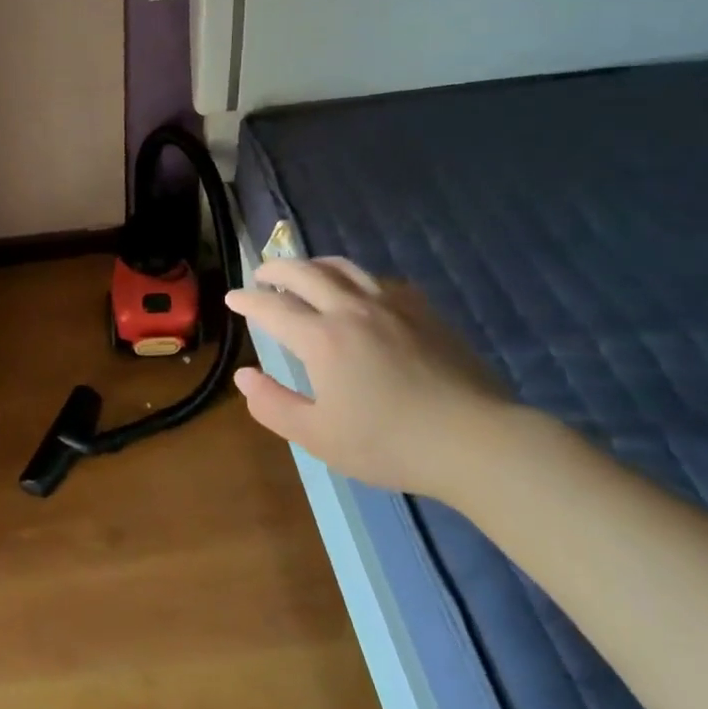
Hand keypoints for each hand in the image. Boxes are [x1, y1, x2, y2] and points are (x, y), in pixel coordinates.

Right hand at [225, 257, 516, 499]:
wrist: (475, 441)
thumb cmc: (389, 443)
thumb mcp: (318, 436)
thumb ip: (273, 405)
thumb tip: (244, 376)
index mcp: (321, 338)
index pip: (272, 307)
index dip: (248, 300)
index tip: (232, 297)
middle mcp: (352, 309)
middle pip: (305, 272)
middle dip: (276, 269)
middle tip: (262, 275)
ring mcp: (392, 305)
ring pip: (344, 267)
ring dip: (314, 265)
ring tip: (304, 273)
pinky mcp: (424, 311)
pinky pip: (380, 280)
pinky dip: (355, 278)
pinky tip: (359, 292)